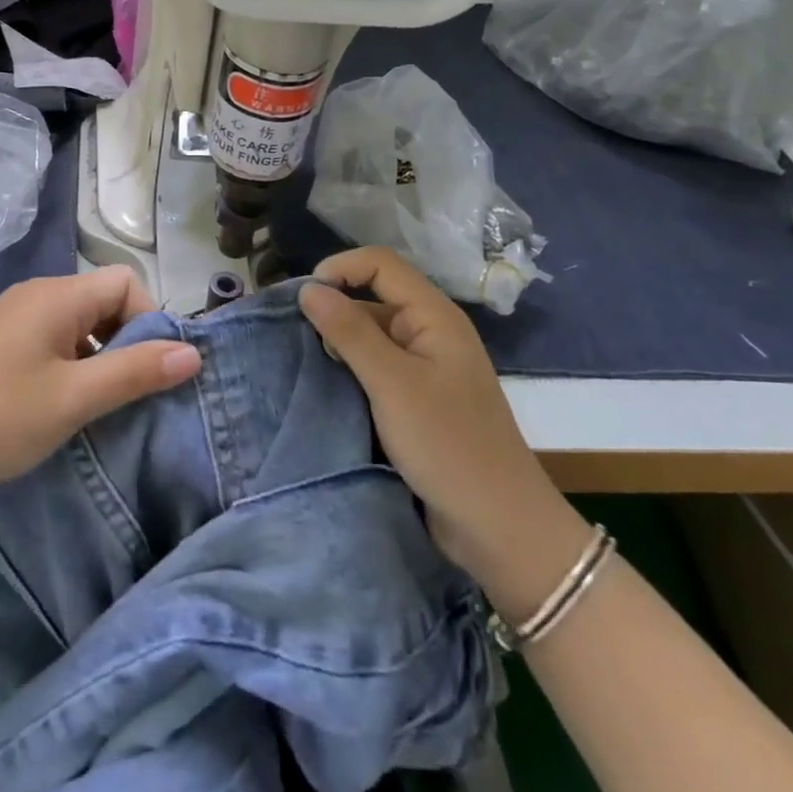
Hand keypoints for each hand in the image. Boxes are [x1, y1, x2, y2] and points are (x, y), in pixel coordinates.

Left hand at [0, 267, 199, 506]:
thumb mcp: (75, 398)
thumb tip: (193, 353)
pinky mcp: (0, 343)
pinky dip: (73, 363)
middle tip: (126, 392)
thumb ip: (136, 371)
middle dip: (127, 340)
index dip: (148, 320)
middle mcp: (37, 294)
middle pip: (105, 299)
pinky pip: (54, 339)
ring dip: (100, 356)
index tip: (147, 371)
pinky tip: (63, 404)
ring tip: (97, 404)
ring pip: (80, 322)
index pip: (126, 281)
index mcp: (57, 295)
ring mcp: (14, 317)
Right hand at [300, 248, 583, 604]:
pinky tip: (326, 383)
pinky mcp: (416, 399)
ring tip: (303, 359)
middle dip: (334, 306)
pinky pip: (376, 367)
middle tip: (294, 334)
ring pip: (372, 334)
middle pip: (374, 295)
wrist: (498, 527)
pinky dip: (350, 368)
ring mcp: (424, 368)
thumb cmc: (448, 445)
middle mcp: (429, 333)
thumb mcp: (392, 384)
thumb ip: (349, 332)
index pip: (380, 264)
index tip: (302, 298)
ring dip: (339, 340)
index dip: (340, 269)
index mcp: (434, 316)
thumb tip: (308, 288)